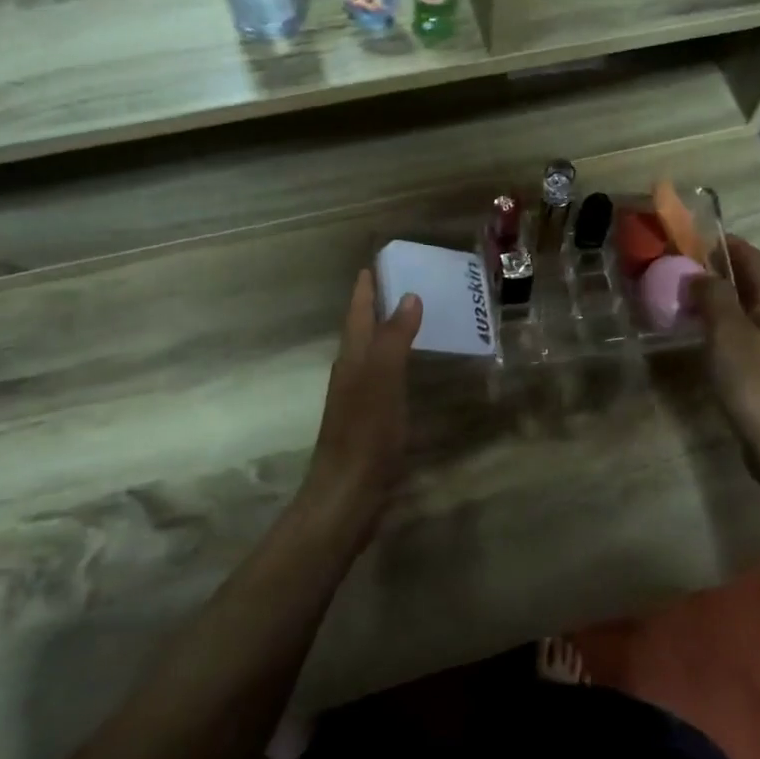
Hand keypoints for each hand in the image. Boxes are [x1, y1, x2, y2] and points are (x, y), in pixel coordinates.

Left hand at [302, 270, 422, 533]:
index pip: (358, 314)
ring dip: (387, 334)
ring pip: (372, 355)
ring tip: (412, 319)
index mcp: (352, 359)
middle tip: (402, 284)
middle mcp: (350, 373)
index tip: (374, 264)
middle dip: (377, 306)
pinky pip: (383, 379)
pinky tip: (409, 372)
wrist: (346, 494)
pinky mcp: (368, 422)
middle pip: (362, 331)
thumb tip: (408, 296)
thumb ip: (394, 338)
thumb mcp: (382, 380)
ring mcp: (357, 400)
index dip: (366, 289)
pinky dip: (395, 363)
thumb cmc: (365, 434)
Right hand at [692, 236, 759, 458]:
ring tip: (686, 295)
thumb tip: (699, 273)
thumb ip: (713, 296)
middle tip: (683, 266)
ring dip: (720, 296)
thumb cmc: (753, 381)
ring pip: (748, 306)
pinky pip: (745, 330)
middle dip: (721, 269)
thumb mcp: (727, 332)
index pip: (754, 258)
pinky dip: (723, 321)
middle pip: (753, 281)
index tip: (696, 237)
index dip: (728, 244)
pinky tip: (703, 332)